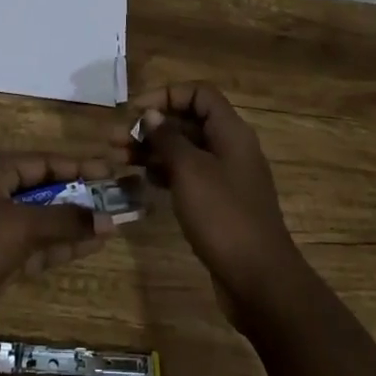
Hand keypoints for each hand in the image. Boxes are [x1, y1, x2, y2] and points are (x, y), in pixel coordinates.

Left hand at [0, 154, 119, 346]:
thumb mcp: (22, 225)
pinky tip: (91, 245)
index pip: (43, 163)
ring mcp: (0, 231)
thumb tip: (108, 219)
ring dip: (75, 223)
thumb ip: (65, 220)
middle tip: (115, 198)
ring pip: (45, 221)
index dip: (76, 165)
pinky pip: (40, 246)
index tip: (108, 170)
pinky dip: (63, 246)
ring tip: (113, 223)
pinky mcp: (3, 261)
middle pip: (46, 190)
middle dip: (79, 196)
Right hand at [121, 84, 302, 329]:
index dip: (167, 95)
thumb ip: (168, 138)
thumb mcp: (190, 171)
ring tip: (119, 158)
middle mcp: (230, 148)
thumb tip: (151, 114)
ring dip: (153, 149)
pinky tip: (143, 181)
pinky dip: (165, 173)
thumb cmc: (223, 216)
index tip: (136, 111)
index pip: (199, 93)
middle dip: (152, 125)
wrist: (260, 281)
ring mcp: (226, 177)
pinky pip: (189, 176)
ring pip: (185, 150)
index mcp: (230, 132)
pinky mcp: (219, 203)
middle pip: (188, 121)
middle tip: (115, 139)